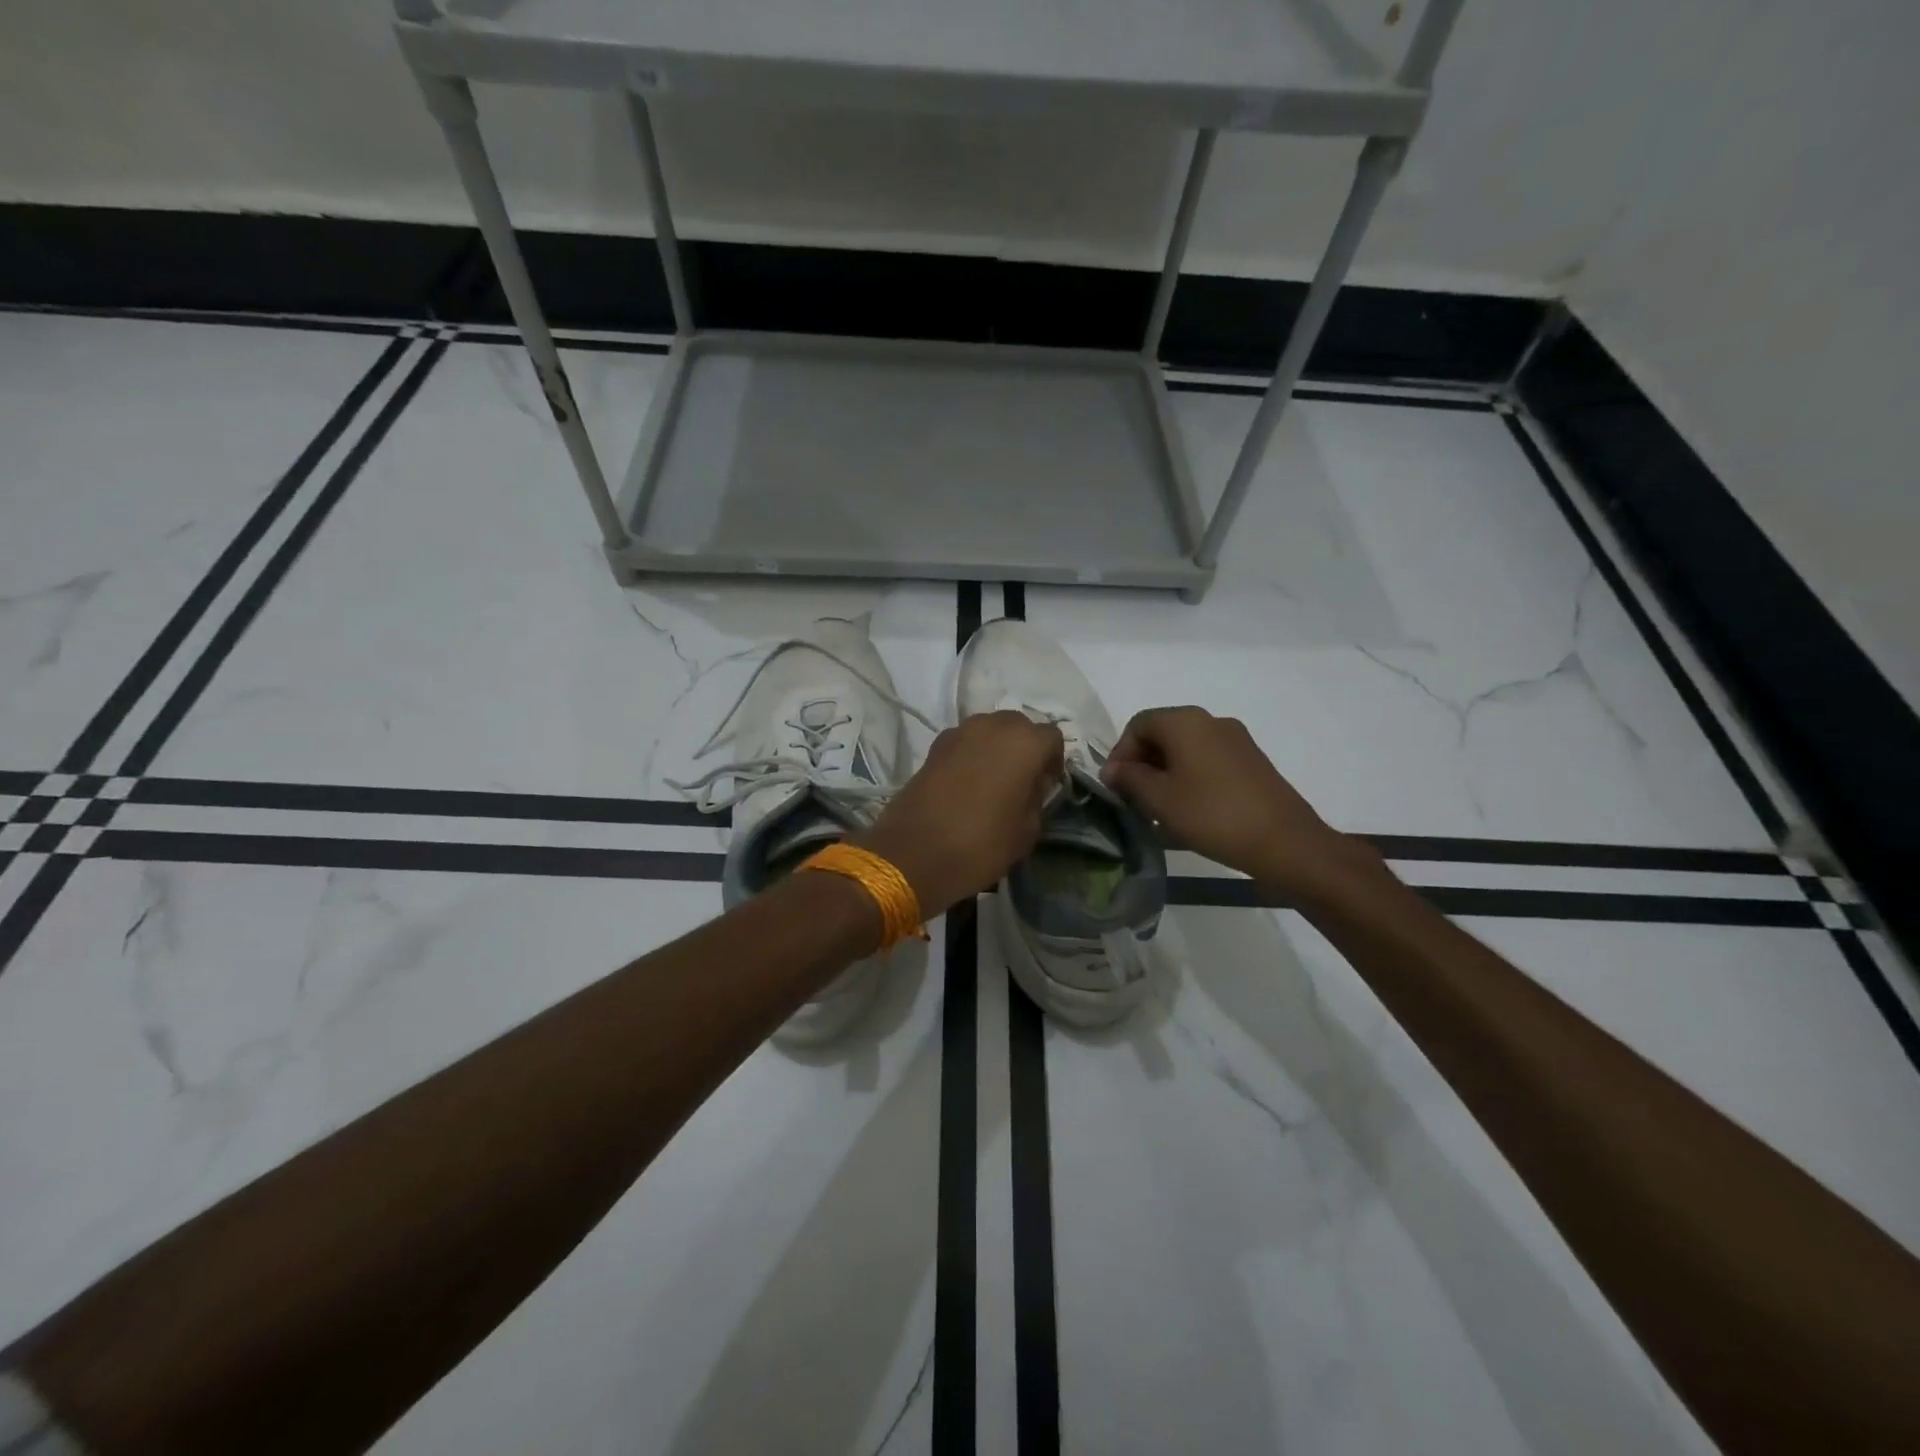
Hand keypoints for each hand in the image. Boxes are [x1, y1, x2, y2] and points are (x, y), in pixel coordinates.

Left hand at [855, 711, 1064, 916]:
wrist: (914, 853)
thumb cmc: (981, 844)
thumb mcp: (1027, 830)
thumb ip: (1037, 797)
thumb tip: (1033, 783)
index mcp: (1024, 742)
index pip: (1052, 738)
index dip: (1053, 761)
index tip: (1046, 786)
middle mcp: (993, 726)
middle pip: (1020, 726)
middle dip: (1025, 748)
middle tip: (1022, 781)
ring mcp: (960, 732)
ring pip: (990, 730)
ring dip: (997, 748)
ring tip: (994, 782)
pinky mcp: (934, 745)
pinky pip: (965, 741)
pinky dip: (972, 754)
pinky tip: (967, 784)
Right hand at [1100, 706, 1381, 896]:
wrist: (1285, 842)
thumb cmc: (1212, 815)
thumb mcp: (1159, 799)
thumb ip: (1130, 778)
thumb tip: (1113, 769)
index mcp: (1186, 722)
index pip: (1138, 725)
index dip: (1119, 754)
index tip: (1114, 787)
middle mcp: (1211, 721)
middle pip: (1162, 733)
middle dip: (1141, 764)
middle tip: (1132, 799)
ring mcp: (1236, 741)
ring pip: (1186, 749)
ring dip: (1164, 773)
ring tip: (1157, 809)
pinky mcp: (1251, 762)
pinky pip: (1207, 761)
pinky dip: (1189, 778)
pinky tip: (1187, 810)